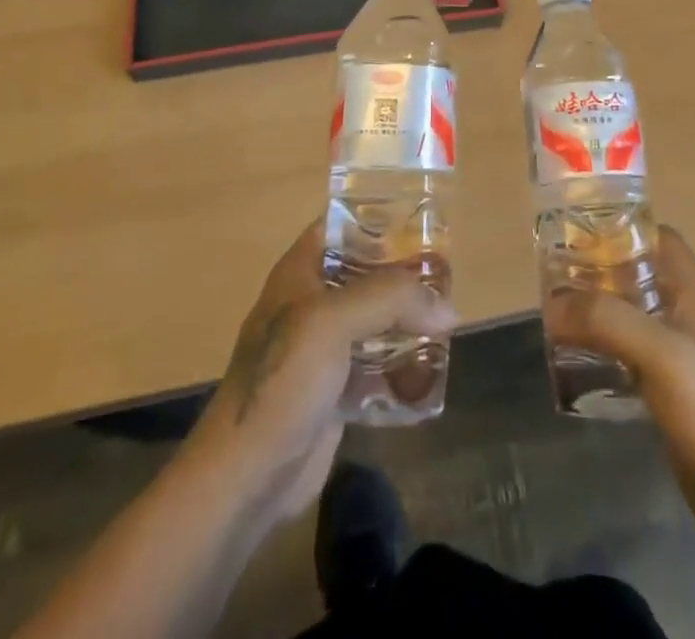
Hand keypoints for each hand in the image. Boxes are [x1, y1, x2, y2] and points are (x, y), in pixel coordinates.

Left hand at [189, 222, 455, 522]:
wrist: (246, 476)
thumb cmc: (283, 380)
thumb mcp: (333, 322)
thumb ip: (390, 300)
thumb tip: (448, 308)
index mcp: (300, 272)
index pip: (340, 226)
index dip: (377, 218)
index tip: (422, 221)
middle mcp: (312, 303)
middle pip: (366, 274)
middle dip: (404, 276)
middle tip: (447, 276)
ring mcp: (323, 349)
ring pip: (375, 321)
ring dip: (408, 323)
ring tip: (448, 322)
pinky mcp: (335, 391)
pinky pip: (377, 367)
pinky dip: (401, 368)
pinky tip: (430, 374)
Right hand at [544, 227, 694, 542]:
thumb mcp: (660, 355)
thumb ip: (607, 319)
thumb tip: (553, 302)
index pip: (658, 235)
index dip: (620, 227)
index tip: (576, 231)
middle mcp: (690, 313)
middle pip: (640, 271)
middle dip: (600, 268)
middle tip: (556, 274)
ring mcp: (684, 353)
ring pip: (634, 311)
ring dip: (600, 307)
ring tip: (558, 312)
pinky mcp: (674, 389)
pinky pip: (633, 350)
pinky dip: (606, 344)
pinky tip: (579, 358)